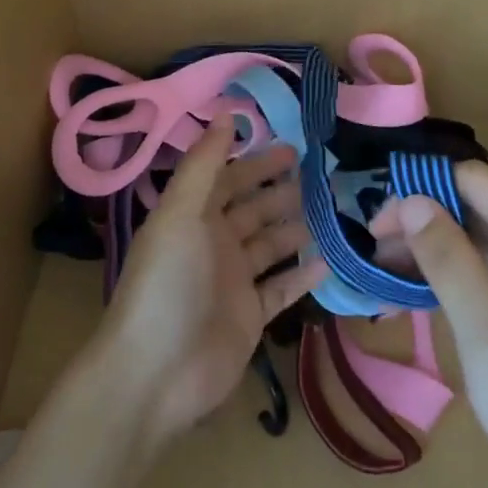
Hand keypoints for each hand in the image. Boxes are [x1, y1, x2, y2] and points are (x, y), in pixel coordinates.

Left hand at [99, 118, 328, 443]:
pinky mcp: (250, 317)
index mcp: (193, 217)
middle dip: (282, 191)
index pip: (228, 179)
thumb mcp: (180, 214)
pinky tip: (328, 260)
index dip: (256, 162)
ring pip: (270, 245)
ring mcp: (233, 282)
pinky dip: (301, 274)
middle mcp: (214, 244)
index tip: (293, 146)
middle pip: (253, 209)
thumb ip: (203, 164)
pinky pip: (281, 288)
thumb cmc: (167, 283)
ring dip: (295, 227)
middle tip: (322, 175)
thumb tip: (226, 114)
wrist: (156, 373)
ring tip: (330, 210)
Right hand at [368, 163, 487, 487]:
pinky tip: (417, 290)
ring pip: (483, 235)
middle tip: (371, 255)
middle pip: (478, 205)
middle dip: (424, 223)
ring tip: (382, 273)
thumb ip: (449, 261)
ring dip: (435, 250)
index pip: (476, 181)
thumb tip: (409, 200)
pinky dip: (457, 274)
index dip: (421, 192)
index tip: (374, 224)